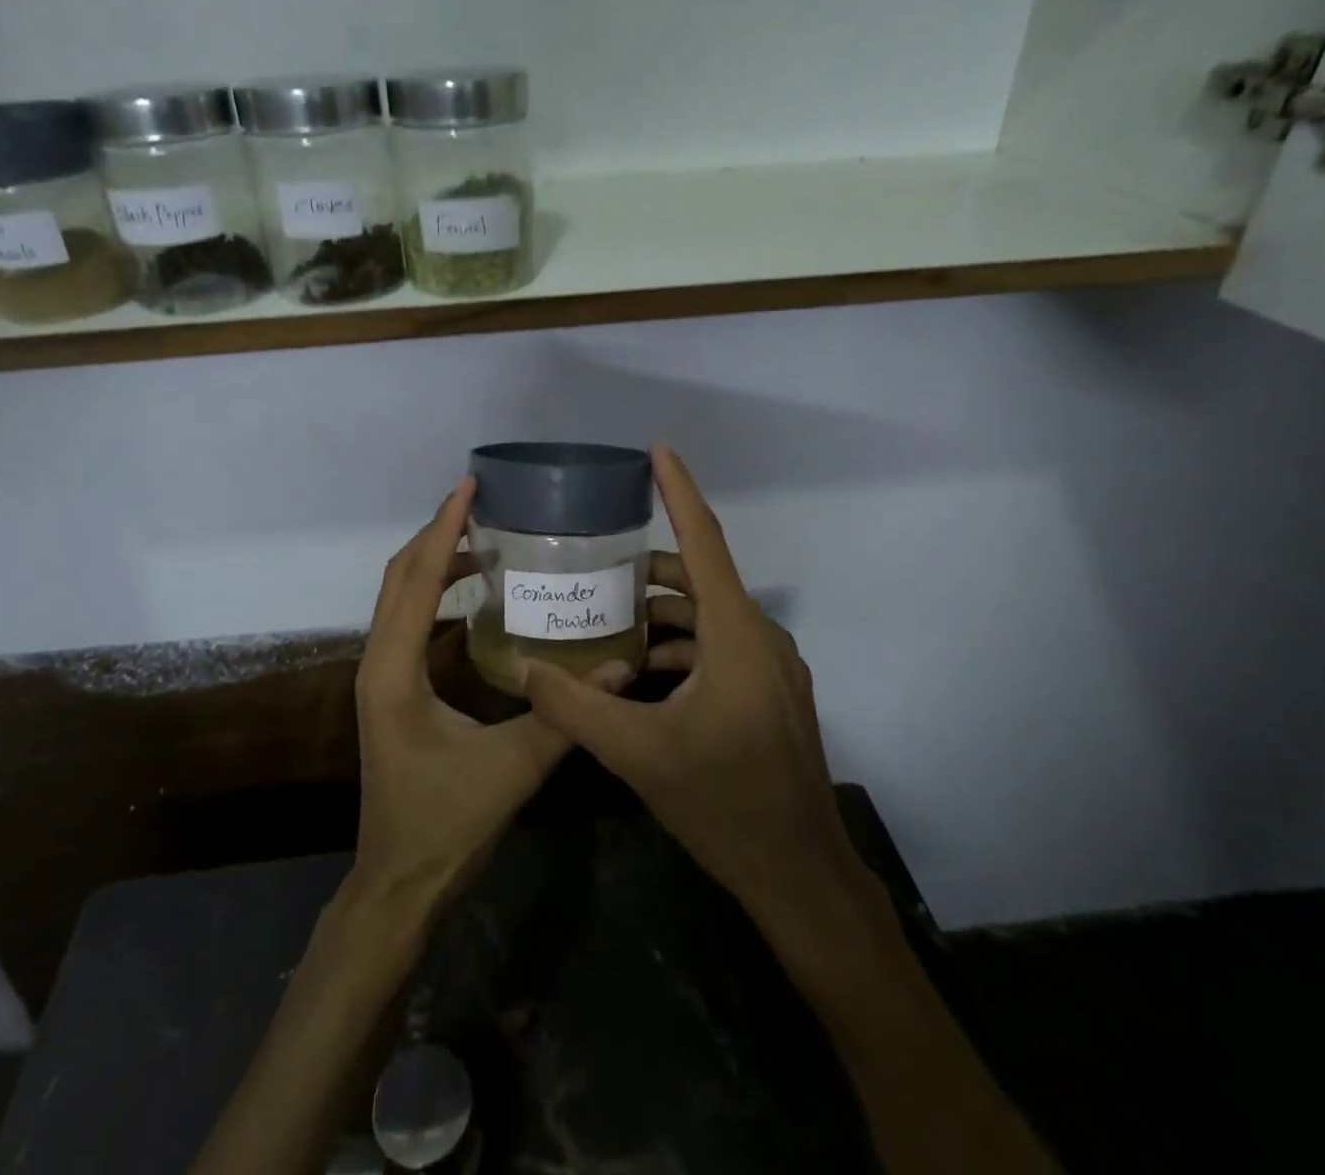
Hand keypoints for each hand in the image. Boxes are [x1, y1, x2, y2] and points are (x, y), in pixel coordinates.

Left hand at [351, 476, 573, 918]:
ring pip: (400, 596)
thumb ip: (566, 716)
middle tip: (482, 501)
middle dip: (437, 533)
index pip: (415, 580)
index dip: (443, 529)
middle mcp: (379, 662)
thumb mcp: (513, 768)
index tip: (469, 488)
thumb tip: (622, 669)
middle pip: (399, 576)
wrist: (399, 882)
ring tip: (483, 534)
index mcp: (395, 671)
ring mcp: (381, 674)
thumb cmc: (446, 825)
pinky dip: (435, 590)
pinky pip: (409, 619)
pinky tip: (475, 590)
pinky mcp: (393, 687)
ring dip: (435, 559)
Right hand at [520, 446, 860, 920]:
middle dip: (651, 568)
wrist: (799, 874)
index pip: (704, 543)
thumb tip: (524, 668)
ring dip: (664, 613)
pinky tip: (645, 671)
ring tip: (612, 620)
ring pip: (710, 617)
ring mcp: (772, 667)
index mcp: (735, 635)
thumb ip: (574, 706)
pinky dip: (684, 645)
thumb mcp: (637, 753)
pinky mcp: (772, 693)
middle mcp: (760, 638)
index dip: (679, 491)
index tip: (658, 450)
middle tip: (598, 566)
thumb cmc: (723, 804)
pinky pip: (722, 647)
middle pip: (701, 579)